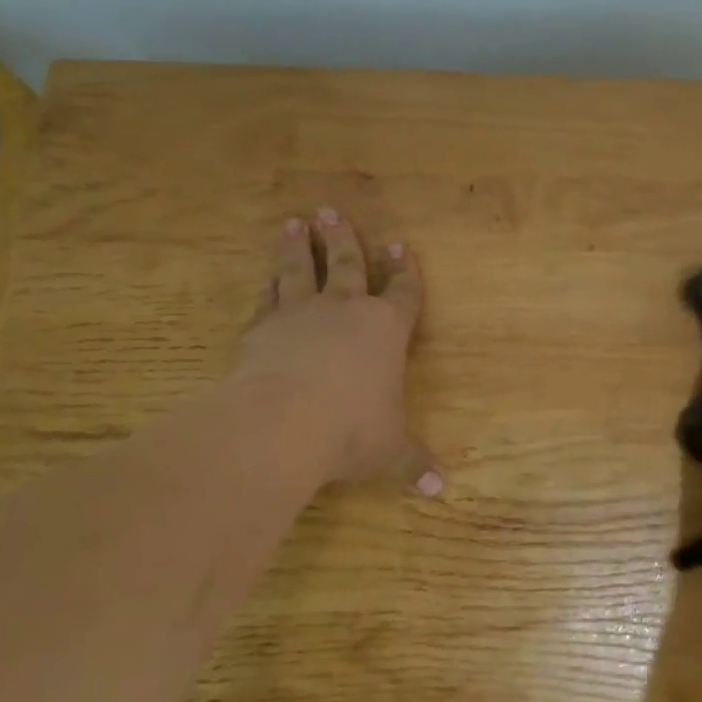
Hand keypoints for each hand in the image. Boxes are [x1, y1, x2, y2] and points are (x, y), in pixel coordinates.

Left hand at [227, 208, 441, 494]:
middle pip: (346, 264)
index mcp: (386, 330)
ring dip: (297, 247)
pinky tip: (265, 278)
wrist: (282, 423)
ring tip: (294, 223)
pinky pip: (267, 298)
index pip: (403, 292)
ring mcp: (299, 314)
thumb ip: (412, 464)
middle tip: (331, 210)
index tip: (400, 246)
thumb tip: (440, 490)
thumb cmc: (351, 431)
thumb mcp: (390, 451)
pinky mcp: (260, 328)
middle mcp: (344, 311)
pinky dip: (268, 286)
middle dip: (342, 238)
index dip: (405, 271)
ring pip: (299, 270)